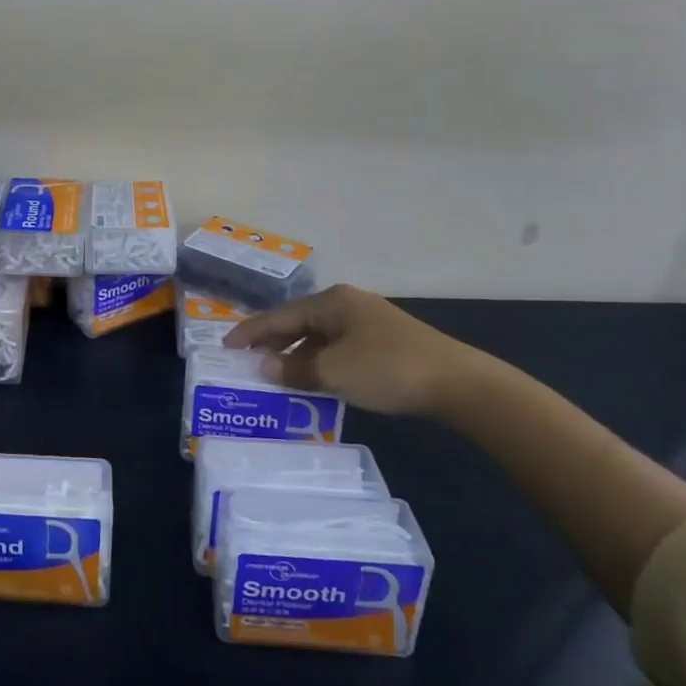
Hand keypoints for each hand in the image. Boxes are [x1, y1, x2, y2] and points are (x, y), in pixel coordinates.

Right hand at [224, 284, 494, 417]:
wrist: (459, 383)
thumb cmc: (387, 369)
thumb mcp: (333, 372)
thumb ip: (293, 369)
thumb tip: (263, 367)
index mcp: (332, 302)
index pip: (280, 315)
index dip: (251, 332)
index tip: (227, 346)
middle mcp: (348, 305)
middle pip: (300, 322)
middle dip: (274, 342)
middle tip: (248, 361)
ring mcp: (370, 322)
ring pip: (320, 336)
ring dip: (297, 355)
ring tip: (276, 374)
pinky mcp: (386, 342)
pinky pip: (339, 348)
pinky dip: (321, 361)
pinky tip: (316, 379)